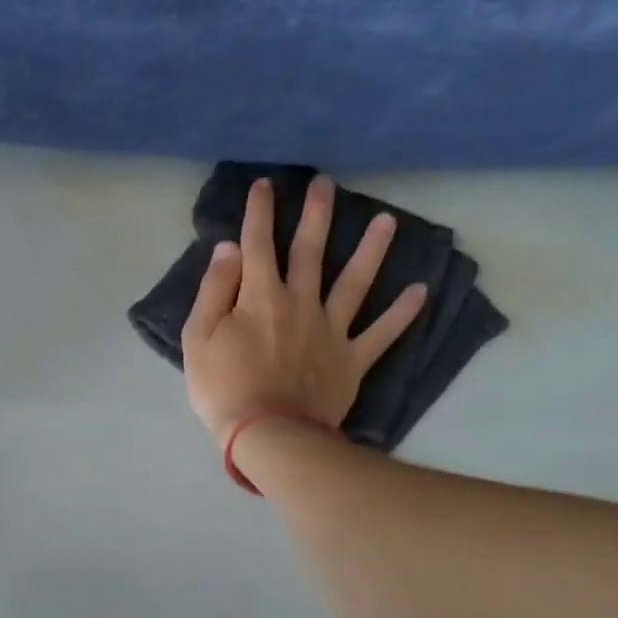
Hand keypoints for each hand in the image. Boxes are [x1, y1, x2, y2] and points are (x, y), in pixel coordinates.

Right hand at [182, 175, 426, 446]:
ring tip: (387, 221)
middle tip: (326, 183)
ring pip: (355, 282)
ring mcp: (331, 330)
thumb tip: (228, 249)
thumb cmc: (224, 388)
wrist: (268, 434)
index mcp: (260, 297)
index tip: (264, 185)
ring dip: (371, 250)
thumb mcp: (198, 338)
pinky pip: (382, 333)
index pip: (257, 244)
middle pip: (309, 252)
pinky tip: (419, 291)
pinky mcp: (352, 359)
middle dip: (316, 215)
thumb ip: (214, 290)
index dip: (259, 212)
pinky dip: (401, 313)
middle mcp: (300, 303)